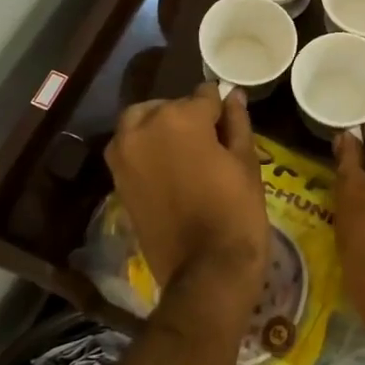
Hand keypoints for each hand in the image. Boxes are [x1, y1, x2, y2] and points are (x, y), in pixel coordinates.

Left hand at [107, 86, 267, 307]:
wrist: (206, 270)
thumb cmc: (236, 210)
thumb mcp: (246, 161)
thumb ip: (236, 122)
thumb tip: (233, 96)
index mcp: (180, 118)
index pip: (205, 95)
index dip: (220, 109)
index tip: (230, 125)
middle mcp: (144, 128)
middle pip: (168, 106)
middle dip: (187, 116)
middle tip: (210, 143)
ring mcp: (124, 155)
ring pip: (142, 124)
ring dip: (161, 129)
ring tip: (187, 154)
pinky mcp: (117, 180)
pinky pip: (132, 150)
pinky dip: (148, 151)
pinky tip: (171, 171)